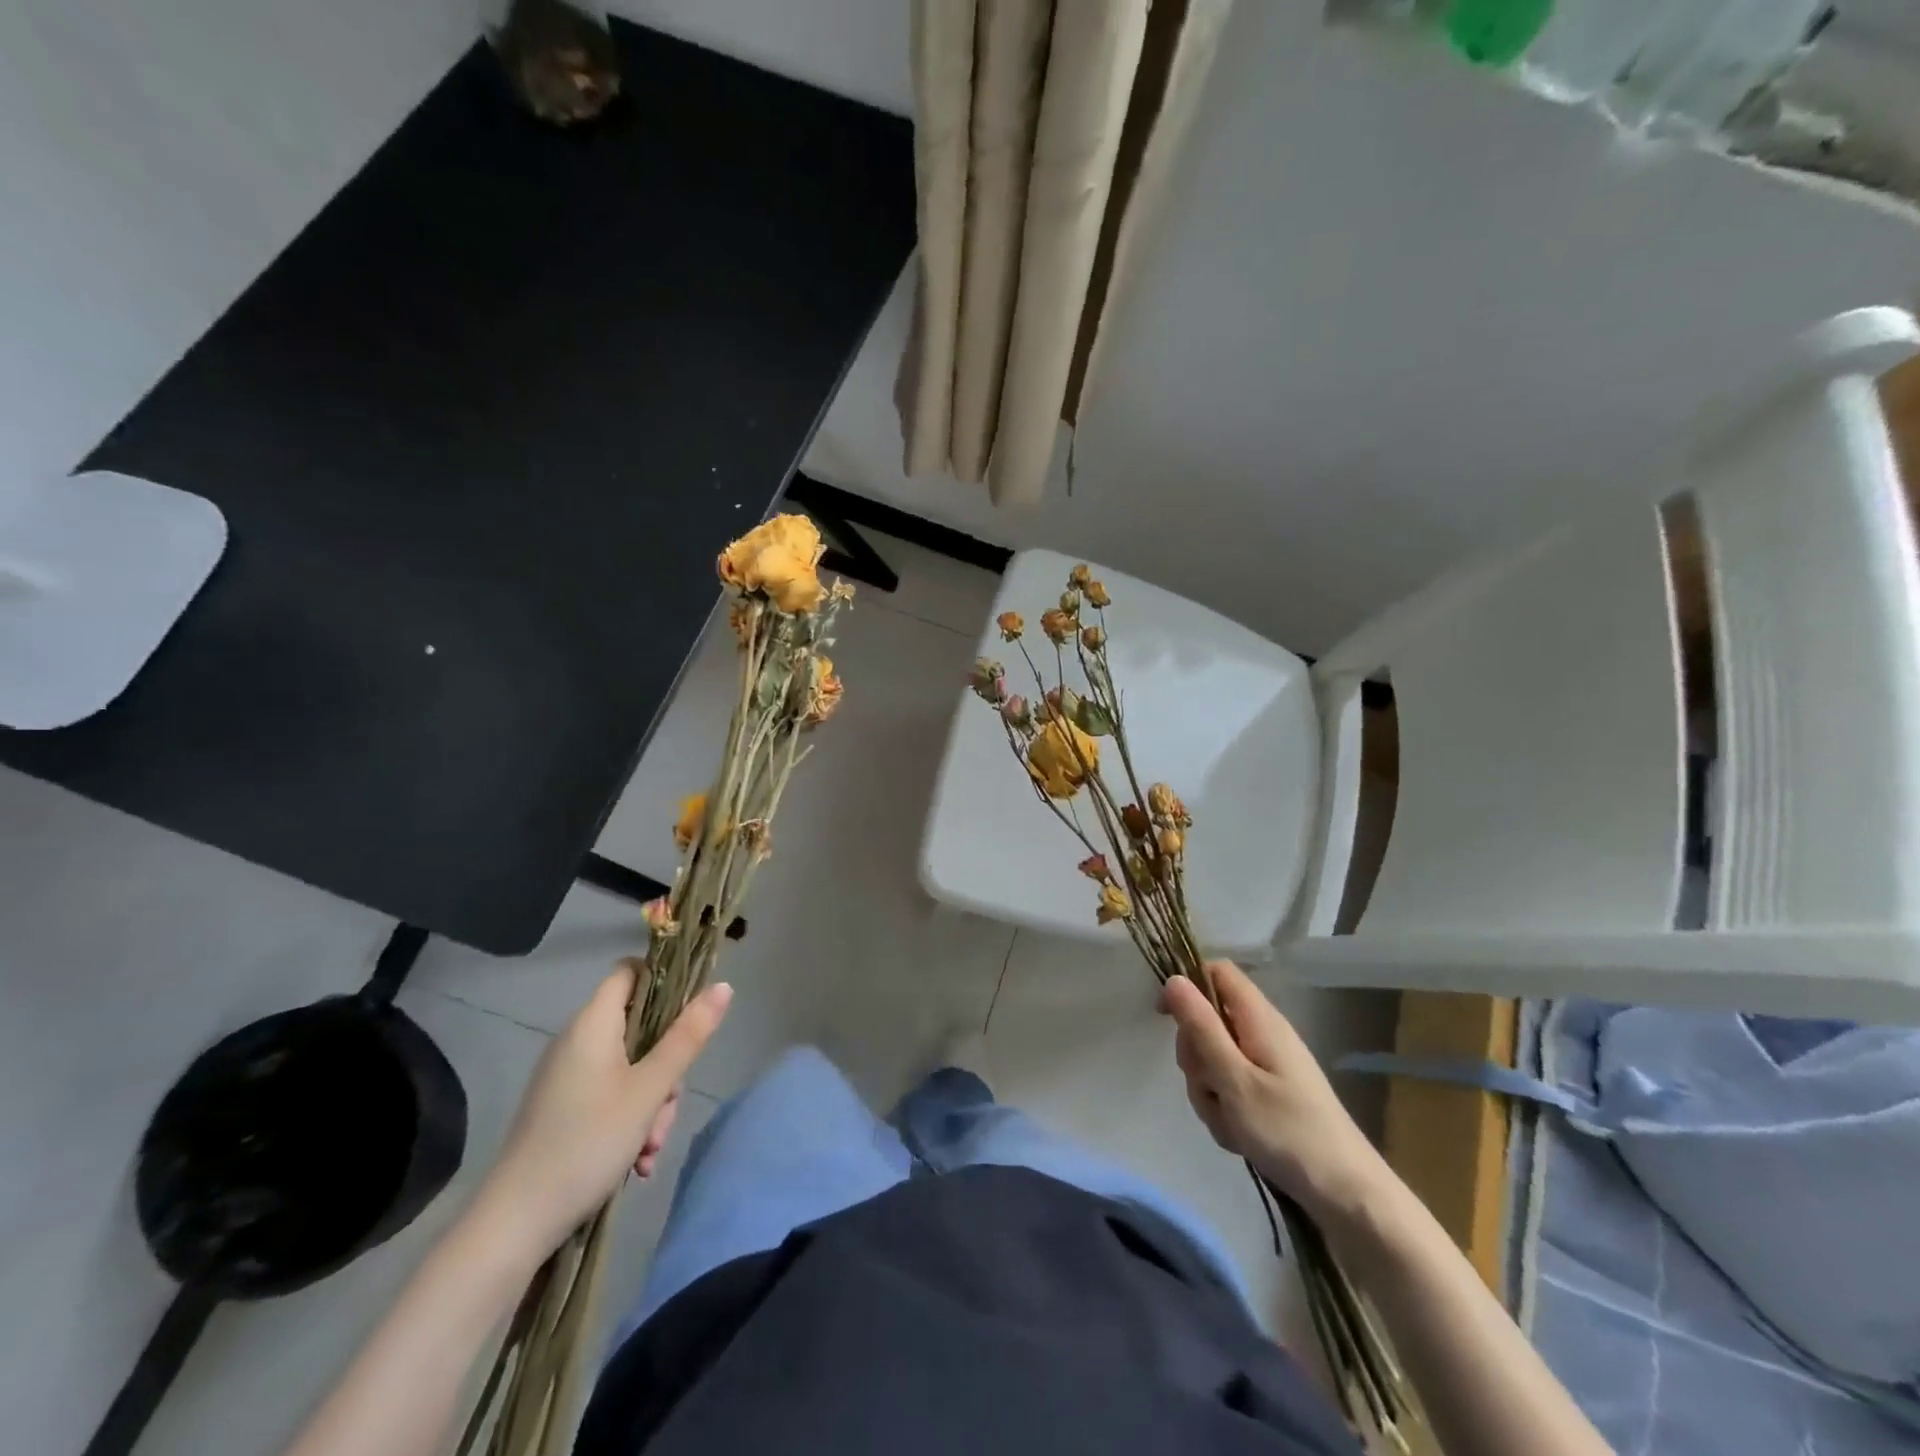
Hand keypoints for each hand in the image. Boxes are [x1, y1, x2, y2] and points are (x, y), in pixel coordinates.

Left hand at [475, 966, 731, 1258]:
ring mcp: (568, 1077)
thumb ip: (688, 1036)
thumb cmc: (587, 1142)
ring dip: (651, 1104)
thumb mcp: (650, 1089)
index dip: (664, 980)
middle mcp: (577, 1042)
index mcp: (593, 1024)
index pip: (631, 971)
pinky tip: (637, 1162)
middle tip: (667, 1107)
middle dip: (666, 1068)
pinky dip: (629, 1121)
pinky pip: (610, 1097)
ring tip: (650, 1149)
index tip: (691, 1011)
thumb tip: (723, 986)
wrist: (513, 1225)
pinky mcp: (563, 1109)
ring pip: (631, 1069)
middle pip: (640, 1028)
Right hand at [1160, 960, 1386, 1224]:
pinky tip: (1238, 1135)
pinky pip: (1230, 1087)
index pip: (1217, 972)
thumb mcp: (1234, 1078)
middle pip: (1209, 1020)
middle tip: (1208, 1086)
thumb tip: (1173, 979)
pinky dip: (1225, 1108)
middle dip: (1195, 1055)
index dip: (1187, 985)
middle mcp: (1263, 1033)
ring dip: (1208, 1089)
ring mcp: (1268, 1064)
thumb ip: (1202, 1027)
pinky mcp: (1270, 1092)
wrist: (1347, 1195)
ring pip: (1214, 1059)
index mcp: (1259, 1018)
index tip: (1165, 1018)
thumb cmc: (1289, 1131)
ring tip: (1228, 1121)